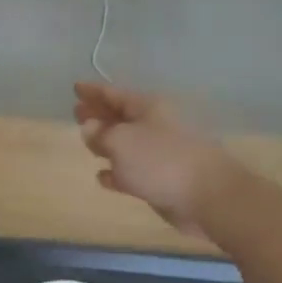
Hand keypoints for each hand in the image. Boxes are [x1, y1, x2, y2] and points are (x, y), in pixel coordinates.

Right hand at [75, 83, 233, 235]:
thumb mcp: (122, 141)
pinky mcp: (160, 180)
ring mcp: (158, 154)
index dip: (94, 91)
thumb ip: (101, 133)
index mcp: (148, 108)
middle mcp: (154, 126)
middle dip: (98, 114)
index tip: (75, 87)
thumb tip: (90, 127)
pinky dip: (116, 172)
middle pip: (120, 117)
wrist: (206, 196)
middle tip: (76, 112)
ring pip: (125, 144)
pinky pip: (131, 171)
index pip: (115, 94)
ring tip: (86, 142)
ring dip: (106, 143)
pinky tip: (102, 176)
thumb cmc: (160, 161)